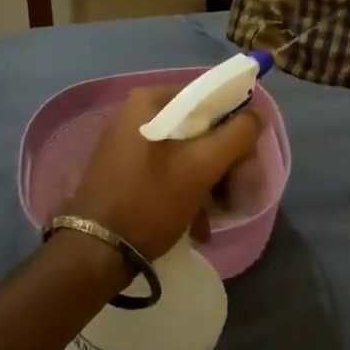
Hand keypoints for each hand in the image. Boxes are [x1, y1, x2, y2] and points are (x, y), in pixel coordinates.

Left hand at [62, 86, 264, 261]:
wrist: (93, 255)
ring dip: (209, 179)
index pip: (208, 94)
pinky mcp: (127, 170)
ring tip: (219, 211)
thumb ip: (236, 135)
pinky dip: (188, 189)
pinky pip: (169, 168)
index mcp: (151, 100)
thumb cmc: (149, 201)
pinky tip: (198, 223)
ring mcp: (130, 142)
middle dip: (223, 158)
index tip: (247, 153)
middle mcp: (138, 113)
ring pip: (187, 149)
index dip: (235, 120)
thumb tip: (257, 114)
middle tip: (236, 188)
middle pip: (199, 124)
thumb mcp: (200, 167)